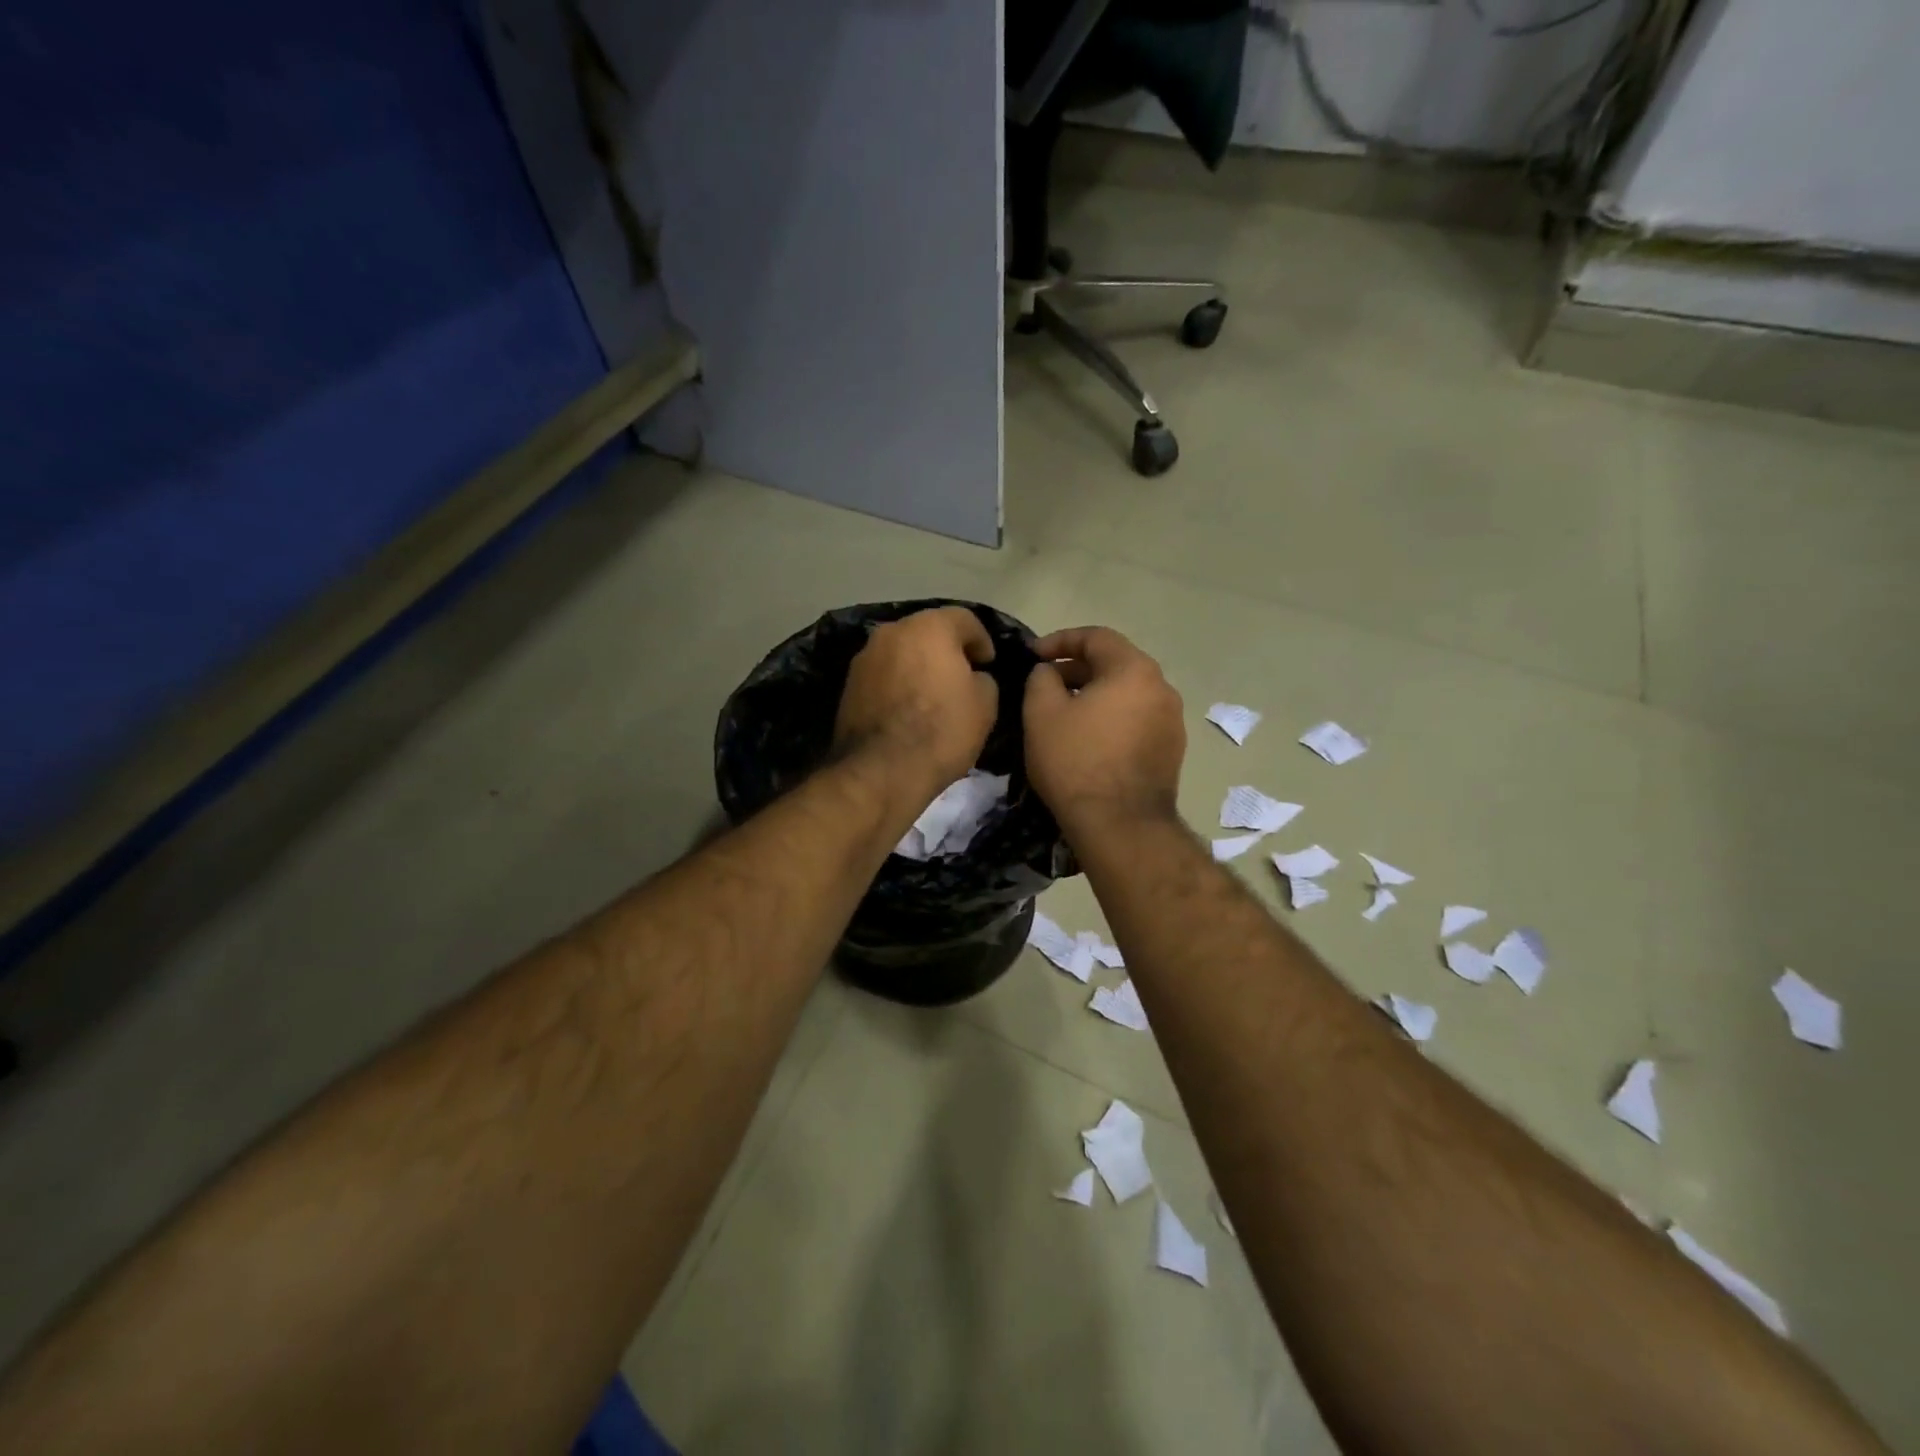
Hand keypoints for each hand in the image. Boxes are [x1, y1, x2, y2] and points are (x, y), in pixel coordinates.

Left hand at [834, 607, 998, 796]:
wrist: (880, 770)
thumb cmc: (941, 730)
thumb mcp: (985, 705)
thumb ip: (983, 680)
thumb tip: (972, 677)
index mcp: (929, 627)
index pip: (964, 619)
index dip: (981, 640)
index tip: (988, 663)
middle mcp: (892, 632)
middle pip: (927, 631)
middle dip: (946, 649)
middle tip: (962, 675)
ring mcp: (865, 657)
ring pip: (901, 652)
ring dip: (918, 665)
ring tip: (933, 694)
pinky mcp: (849, 684)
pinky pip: (884, 674)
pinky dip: (898, 683)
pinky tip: (908, 708)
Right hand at [1024, 626, 1185, 833]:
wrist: (1120, 824)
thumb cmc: (1076, 761)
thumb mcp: (1041, 713)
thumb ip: (1041, 678)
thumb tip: (1049, 672)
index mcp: (1134, 669)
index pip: (1096, 637)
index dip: (1059, 640)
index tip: (1033, 655)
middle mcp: (1162, 688)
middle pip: (1116, 663)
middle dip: (1077, 668)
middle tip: (1046, 684)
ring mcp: (1173, 721)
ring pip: (1128, 693)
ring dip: (1096, 694)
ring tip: (1065, 712)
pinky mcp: (1172, 750)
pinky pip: (1137, 719)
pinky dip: (1112, 718)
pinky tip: (1090, 739)